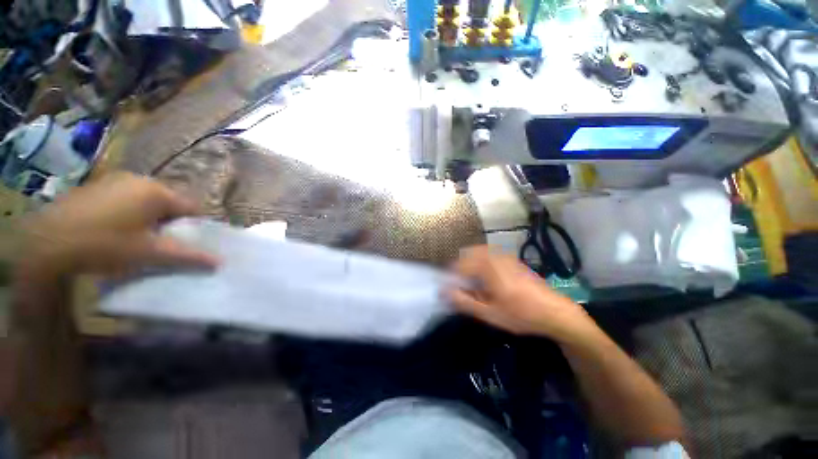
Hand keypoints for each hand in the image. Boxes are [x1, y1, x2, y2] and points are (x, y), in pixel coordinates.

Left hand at [17, 172, 218, 280]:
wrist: (45, 242)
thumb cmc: (104, 245)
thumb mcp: (149, 254)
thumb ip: (187, 256)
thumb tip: (219, 261)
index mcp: (157, 191)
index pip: (192, 208)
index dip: (194, 227)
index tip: (187, 244)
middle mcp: (139, 179)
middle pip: (169, 204)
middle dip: (170, 223)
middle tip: (161, 245)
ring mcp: (114, 180)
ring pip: (146, 202)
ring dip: (149, 219)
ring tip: (137, 240)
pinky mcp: (96, 187)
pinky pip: (125, 200)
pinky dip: (129, 214)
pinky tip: (114, 231)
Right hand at [447, 245, 593, 341]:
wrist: (556, 312)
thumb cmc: (521, 315)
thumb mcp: (490, 313)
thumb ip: (465, 302)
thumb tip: (444, 292)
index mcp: (488, 267)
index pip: (460, 264)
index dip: (452, 276)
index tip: (451, 288)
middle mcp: (495, 257)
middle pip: (469, 254)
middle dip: (461, 268)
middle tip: (461, 285)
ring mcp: (505, 256)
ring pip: (479, 253)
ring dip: (471, 264)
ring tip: (473, 283)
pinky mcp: (512, 260)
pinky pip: (490, 255)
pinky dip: (482, 263)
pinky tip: (488, 280)